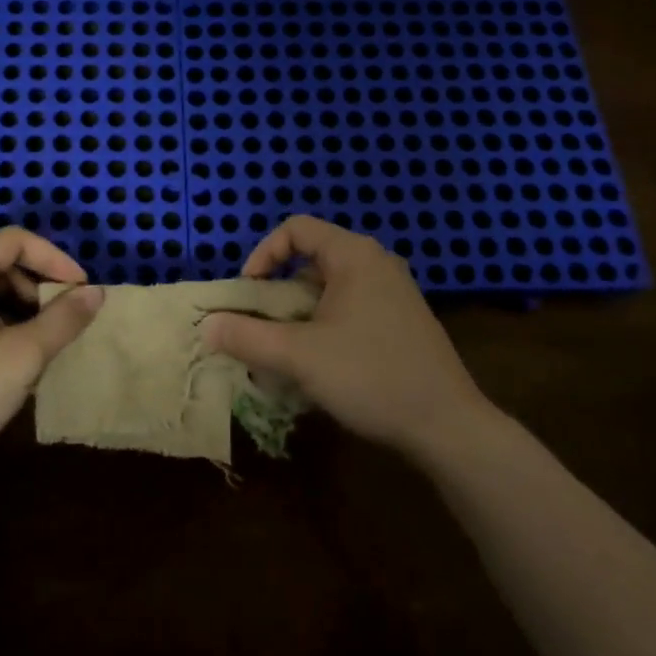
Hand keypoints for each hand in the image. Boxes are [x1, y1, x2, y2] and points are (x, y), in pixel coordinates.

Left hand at [0, 229, 104, 482]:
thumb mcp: (23, 355)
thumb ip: (64, 319)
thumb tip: (97, 292)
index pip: (17, 241)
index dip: (56, 260)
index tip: (83, 290)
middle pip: (3, 263)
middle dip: (40, 287)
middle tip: (66, 320)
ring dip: (23, 309)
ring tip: (45, 343)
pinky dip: (2, 325)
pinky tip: (15, 359)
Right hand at [199, 216, 490, 462]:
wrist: (449, 426)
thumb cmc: (371, 376)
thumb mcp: (298, 356)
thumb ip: (247, 337)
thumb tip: (206, 326)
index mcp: (354, 255)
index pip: (296, 229)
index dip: (263, 253)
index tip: (249, 292)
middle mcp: (376, 263)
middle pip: (311, 259)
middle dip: (278, 292)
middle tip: (263, 327)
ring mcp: (394, 292)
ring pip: (330, 289)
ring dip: (300, 314)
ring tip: (287, 352)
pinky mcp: (403, 321)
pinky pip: (351, 308)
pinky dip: (325, 326)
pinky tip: (321, 366)